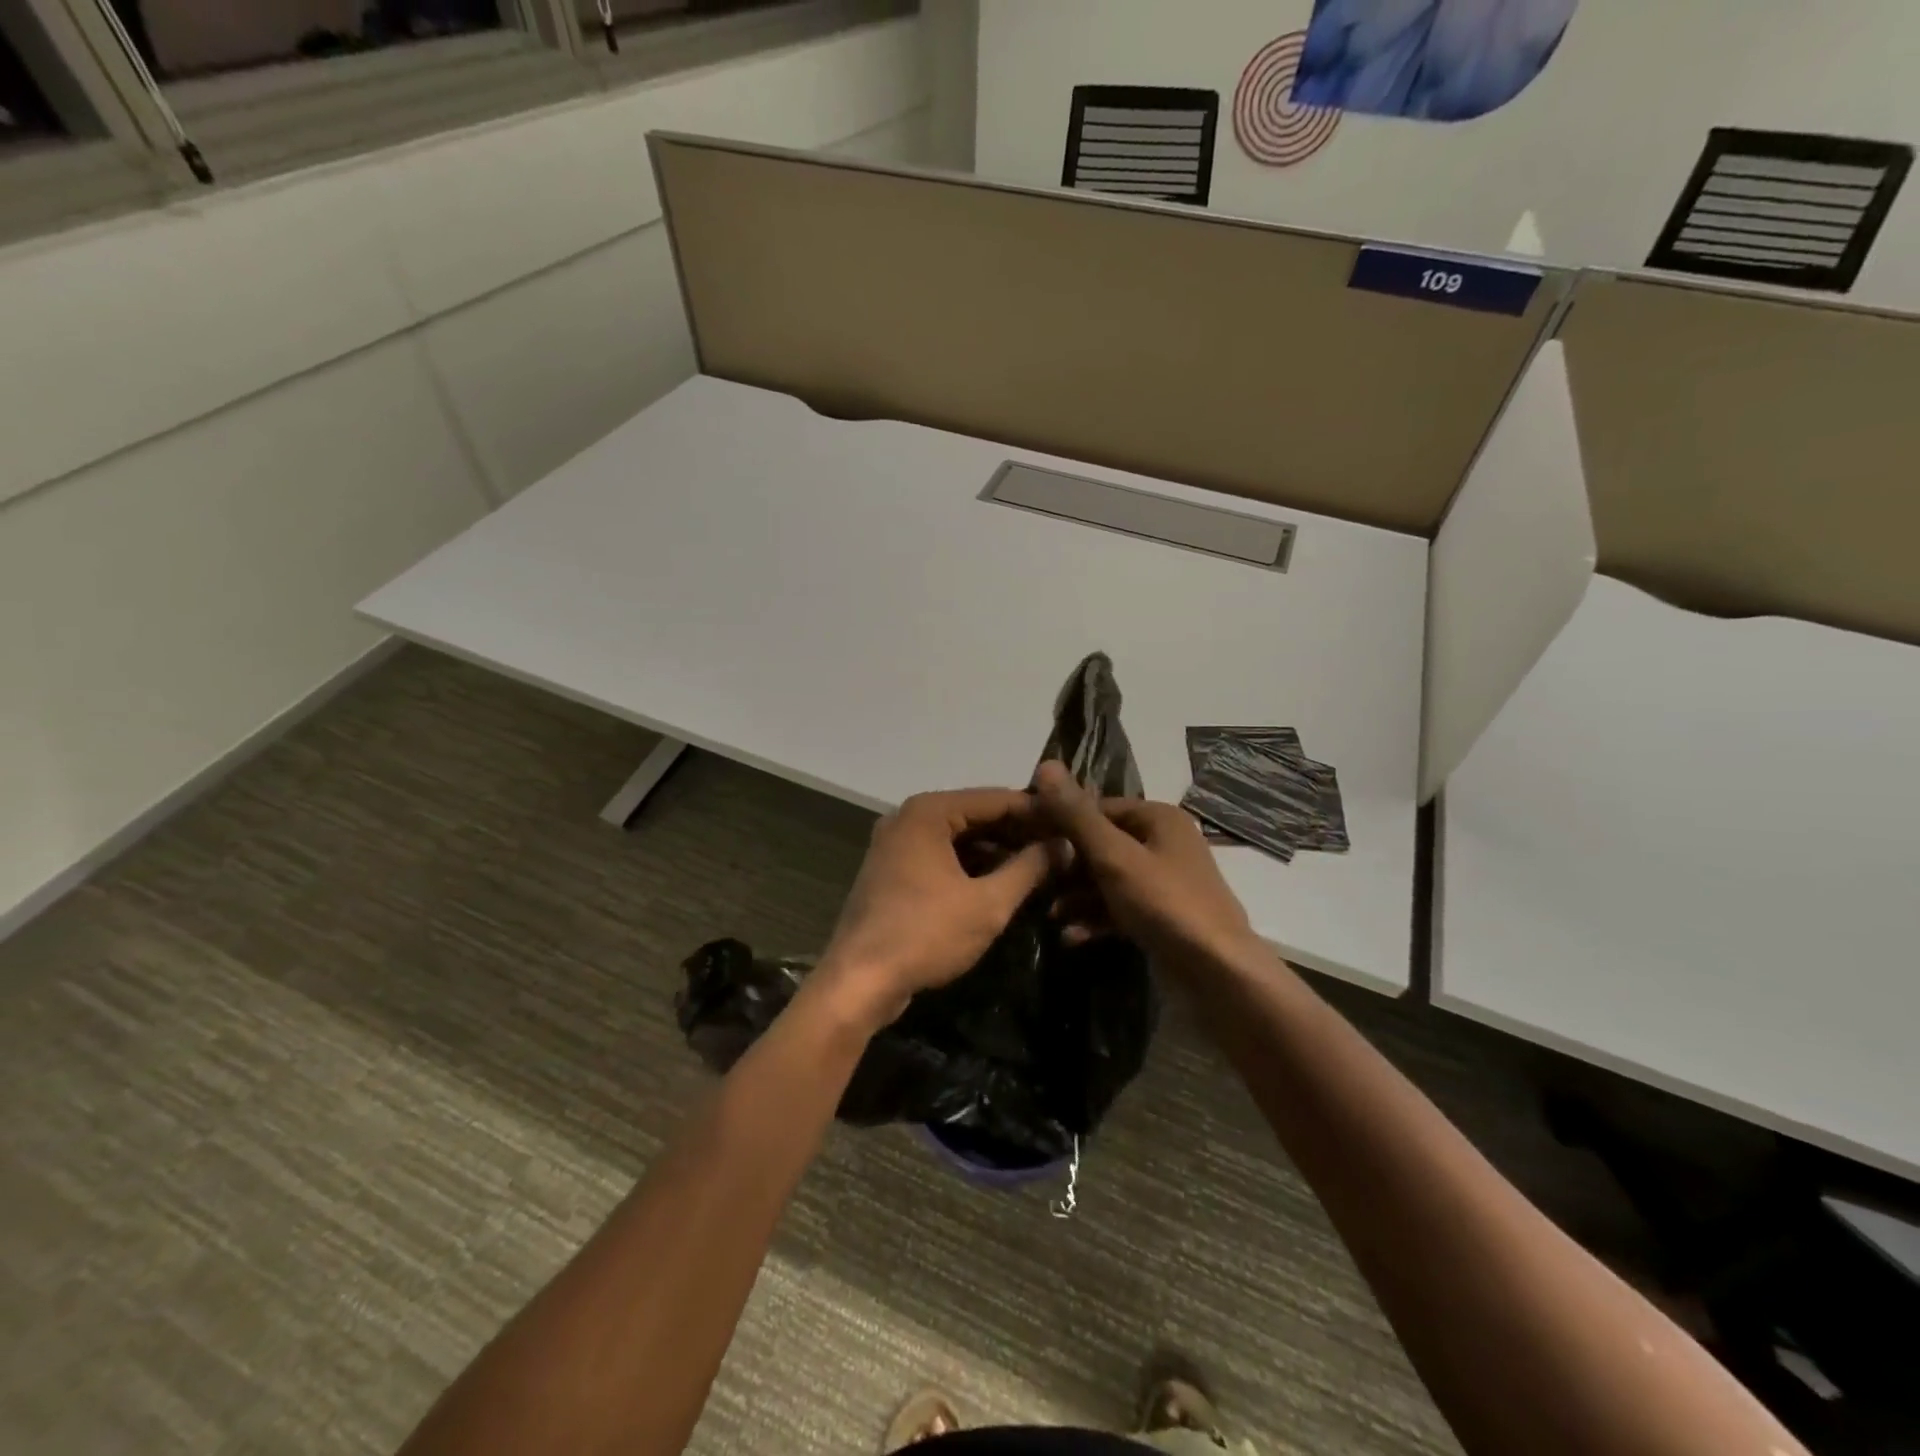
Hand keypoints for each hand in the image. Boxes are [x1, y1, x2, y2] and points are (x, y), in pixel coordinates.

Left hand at [815, 788, 1055, 1028]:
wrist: (859, 981)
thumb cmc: (925, 934)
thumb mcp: (988, 903)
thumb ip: (1029, 868)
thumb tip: (1064, 845)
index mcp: (928, 812)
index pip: (996, 799)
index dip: (1037, 812)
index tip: (1073, 825)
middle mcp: (909, 818)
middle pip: (975, 816)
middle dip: (1018, 833)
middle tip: (1062, 849)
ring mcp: (897, 845)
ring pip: (959, 838)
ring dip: (997, 851)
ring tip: (1041, 867)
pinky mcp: (893, 872)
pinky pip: (941, 857)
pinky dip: (971, 866)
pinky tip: (1003, 884)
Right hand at [1032, 761, 1258, 968]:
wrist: (1217, 973)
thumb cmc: (1164, 903)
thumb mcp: (1114, 856)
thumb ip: (1077, 815)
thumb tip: (1045, 765)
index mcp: (1158, 818)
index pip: (1097, 808)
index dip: (1061, 822)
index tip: (1026, 841)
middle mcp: (1163, 843)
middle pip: (1101, 845)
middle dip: (1067, 866)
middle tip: (1034, 880)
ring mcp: (1163, 882)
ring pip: (1108, 880)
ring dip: (1077, 896)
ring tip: (1050, 913)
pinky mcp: (1161, 916)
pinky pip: (1119, 908)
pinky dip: (1096, 918)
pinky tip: (1070, 936)